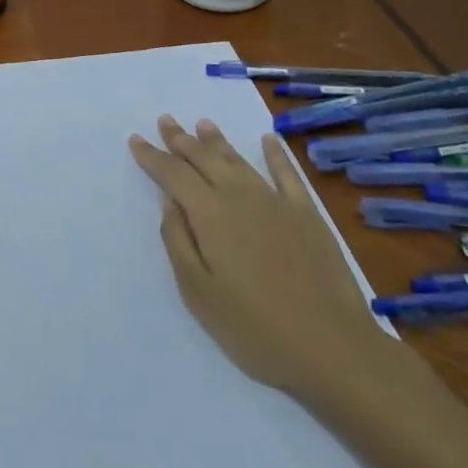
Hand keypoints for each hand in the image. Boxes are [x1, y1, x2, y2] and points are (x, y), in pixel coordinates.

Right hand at [129, 117, 406, 406]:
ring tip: (202, 123)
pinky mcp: (307, 214)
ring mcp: (276, 202)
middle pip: (204, 158)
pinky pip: (287, 173)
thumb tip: (169, 202)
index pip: (172, 174)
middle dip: (181, 139)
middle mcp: (239, 196)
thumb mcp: (198, 291)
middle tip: (165, 120)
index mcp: (208, 214)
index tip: (136, 140)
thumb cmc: (254, 328)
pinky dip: (276, 153)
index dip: (152, 156)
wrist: (332, 347)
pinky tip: (269, 140)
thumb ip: (178, 241)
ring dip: (217, 140)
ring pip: (239, 160)